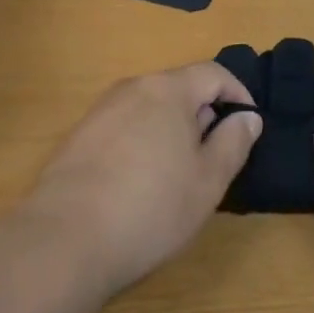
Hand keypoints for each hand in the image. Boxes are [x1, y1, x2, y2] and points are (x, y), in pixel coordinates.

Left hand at [22, 62, 262, 295]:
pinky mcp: (79, 136)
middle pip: (179, 88)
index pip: (213, 73)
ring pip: (150, 108)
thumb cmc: (150, 208)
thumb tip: (248, 116)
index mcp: (169, 89)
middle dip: (202, 114)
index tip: (248, 124)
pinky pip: (124, 127)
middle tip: (213, 158)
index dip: (237, 93)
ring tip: (177, 175)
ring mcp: (101, 109)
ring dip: (171, 130)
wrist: (65, 239)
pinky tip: (138, 185)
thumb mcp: (207, 182)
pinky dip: (142, 143)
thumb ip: (233, 142)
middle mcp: (134, 87)